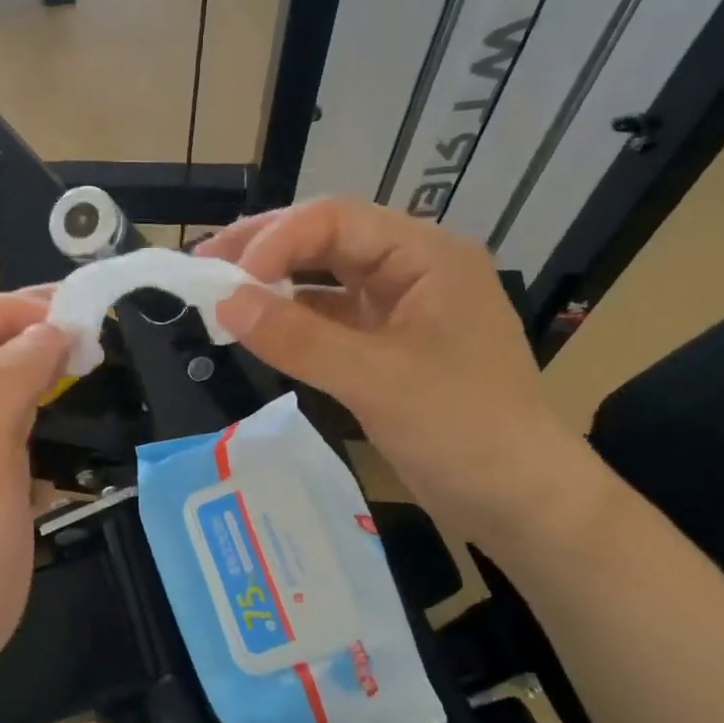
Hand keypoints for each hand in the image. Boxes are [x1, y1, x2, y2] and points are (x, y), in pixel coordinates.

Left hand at [0, 292, 69, 688]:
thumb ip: (5, 381)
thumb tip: (52, 329)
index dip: (22, 309)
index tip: (80, 327)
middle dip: (39, 331)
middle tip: (96, 340)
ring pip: (8, 378)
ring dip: (49, 367)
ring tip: (93, 368)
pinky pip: (20, 418)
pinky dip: (49, 407)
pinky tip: (76, 418)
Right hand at [199, 198, 601, 545]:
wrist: (519, 502)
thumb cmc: (462, 430)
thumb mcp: (375, 380)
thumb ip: (298, 338)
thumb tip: (223, 304)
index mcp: (427, 256)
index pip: (336, 220)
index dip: (275, 240)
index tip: (225, 280)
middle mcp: (415, 271)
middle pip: (329, 240)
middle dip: (266, 251)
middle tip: (204, 267)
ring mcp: (403, 311)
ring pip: (328, 280)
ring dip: (276, 284)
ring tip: (220, 293)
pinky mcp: (390, 350)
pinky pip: (333, 321)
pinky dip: (295, 322)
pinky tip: (260, 328)